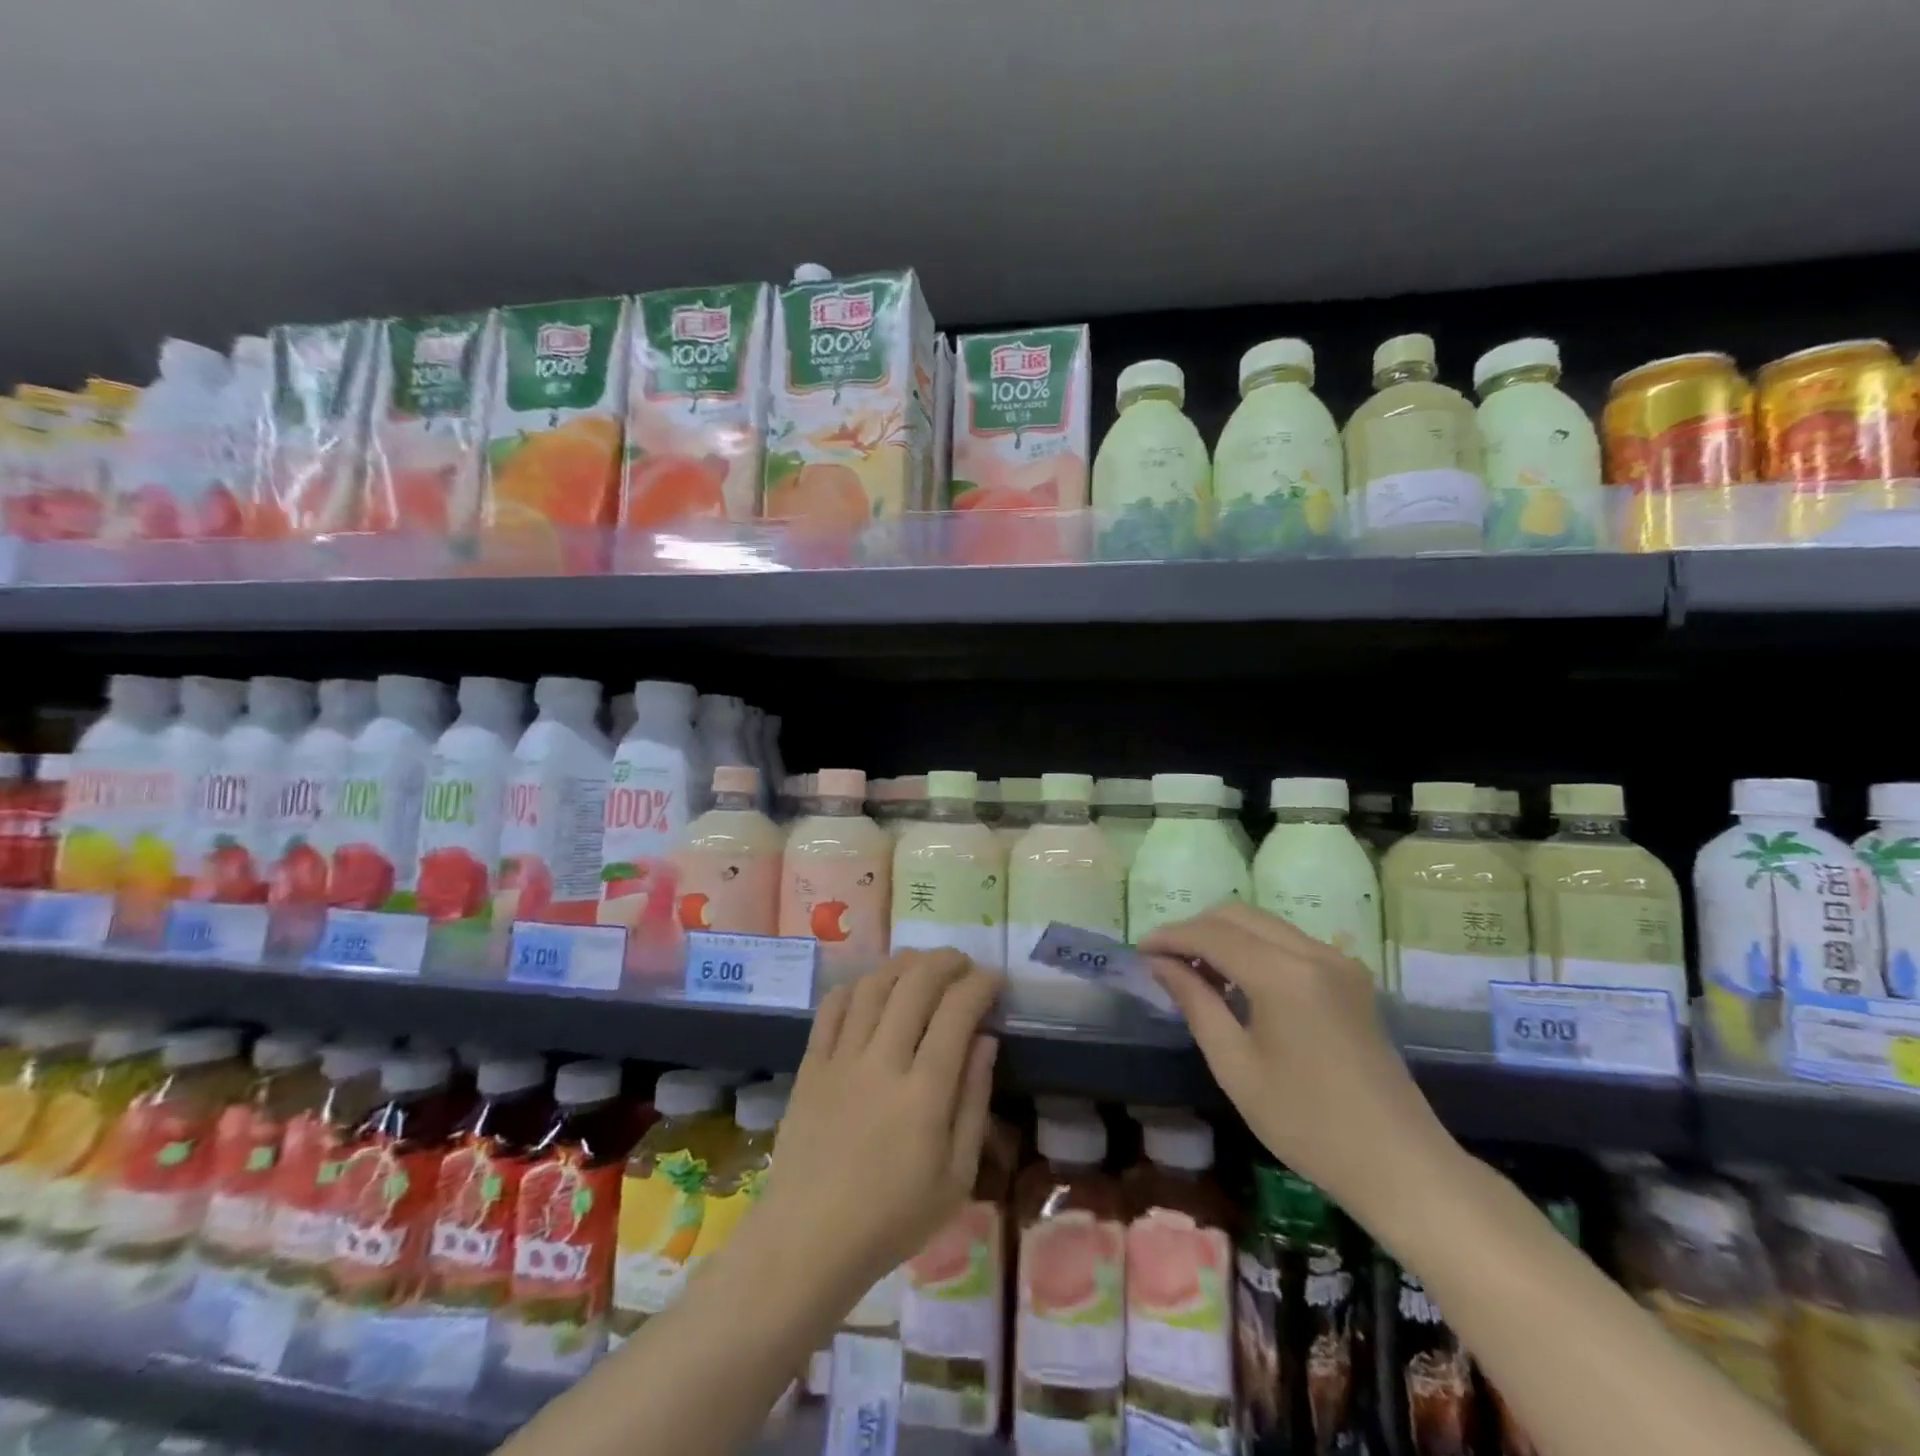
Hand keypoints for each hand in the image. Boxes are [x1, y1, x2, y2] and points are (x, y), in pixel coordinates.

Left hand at [754, 950, 1001, 1305]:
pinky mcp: (811, 1064)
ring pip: (874, 986)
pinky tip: (872, 988)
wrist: (808, 1240)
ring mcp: (841, 1058)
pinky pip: (833, 1007)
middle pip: (916, 985)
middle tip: (963, 965)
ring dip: (903, 965)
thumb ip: (974, 1101)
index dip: (980, 985)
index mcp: (924, 1093)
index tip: (995, 979)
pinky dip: (857, 986)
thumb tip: (985, 1039)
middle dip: (946, 962)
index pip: (957, 1013)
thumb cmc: (892, 1218)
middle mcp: (882, 1062)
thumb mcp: (956, 1177)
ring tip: (922, 966)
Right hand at [1142, 903, 1452, 1216]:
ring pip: (1264, 924)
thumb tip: (1160, 963)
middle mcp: (1313, 952)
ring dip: (1224, 936)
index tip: (1140, 951)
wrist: (1399, 1163)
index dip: (1171, 936)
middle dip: (1195, 929)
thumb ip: (1195, 1002)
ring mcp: (1337, 961)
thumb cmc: (1306, 1123)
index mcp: (1283, 975)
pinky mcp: (1350, 976)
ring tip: (1194, 971)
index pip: (1212, 934)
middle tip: (1164, 960)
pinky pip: (1288, 941)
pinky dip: (1253, 948)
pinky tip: (1236, 981)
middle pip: (1238, 916)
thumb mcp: (1235, 1065)